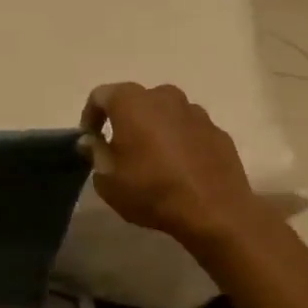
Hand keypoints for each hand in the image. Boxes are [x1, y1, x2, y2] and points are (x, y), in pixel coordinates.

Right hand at [81, 83, 256, 248]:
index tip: (90, 139)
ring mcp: (195, 112)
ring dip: (154, 128)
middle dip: (124, 119)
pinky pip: (189, 129)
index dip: (90, 116)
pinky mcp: (218, 131)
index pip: (101, 96)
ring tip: (152, 158)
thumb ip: (95, 153)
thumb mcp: (108, 180)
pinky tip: (179, 167)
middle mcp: (164, 97)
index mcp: (132, 103)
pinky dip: (179, 141)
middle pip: (136, 100)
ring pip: (165, 113)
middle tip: (120, 148)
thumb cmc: (151, 191)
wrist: (215, 212)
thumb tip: (92, 141)